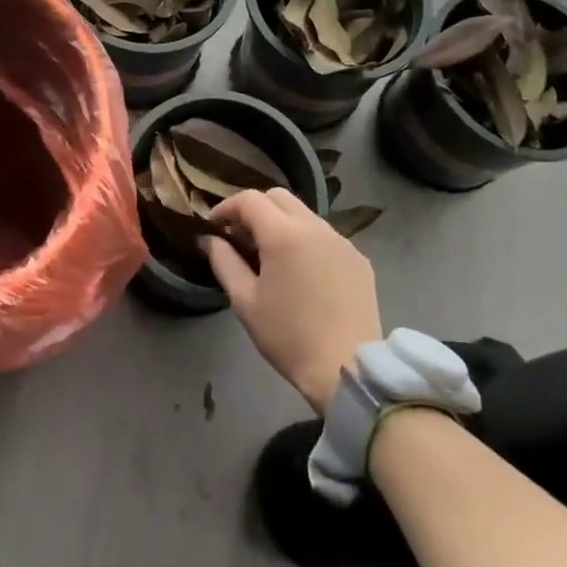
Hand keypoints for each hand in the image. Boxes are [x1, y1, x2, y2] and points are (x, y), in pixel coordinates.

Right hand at [201, 188, 383, 412]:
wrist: (347, 368)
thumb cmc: (287, 336)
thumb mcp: (244, 300)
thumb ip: (223, 261)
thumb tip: (208, 238)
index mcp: (284, 234)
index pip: (249, 199)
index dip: (226, 208)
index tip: (213, 227)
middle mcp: (315, 226)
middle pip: (278, 197)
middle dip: (254, 210)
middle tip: (240, 238)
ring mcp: (341, 241)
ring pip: (304, 214)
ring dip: (281, 224)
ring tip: (270, 256)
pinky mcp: (358, 258)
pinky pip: (325, 236)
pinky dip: (306, 241)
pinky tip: (301, 272)